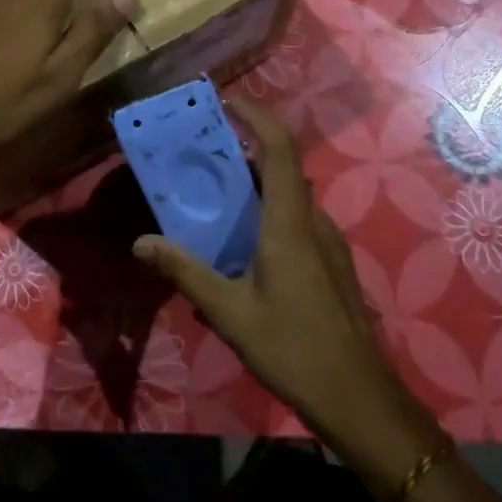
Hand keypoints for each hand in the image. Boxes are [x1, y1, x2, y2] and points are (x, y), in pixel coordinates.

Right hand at [132, 98, 417, 440]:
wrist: (360, 399)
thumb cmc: (293, 348)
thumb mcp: (230, 312)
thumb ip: (185, 271)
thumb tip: (141, 242)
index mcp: (290, 221)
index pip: (279, 147)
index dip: (256, 116)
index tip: (226, 101)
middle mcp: (313, 220)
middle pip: (281, 167)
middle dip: (243, 150)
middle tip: (202, 153)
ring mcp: (328, 242)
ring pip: (289, 196)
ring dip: (255, 186)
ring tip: (213, 200)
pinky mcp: (332, 263)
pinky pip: (296, 221)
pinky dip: (268, 215)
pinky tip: (242, 250)